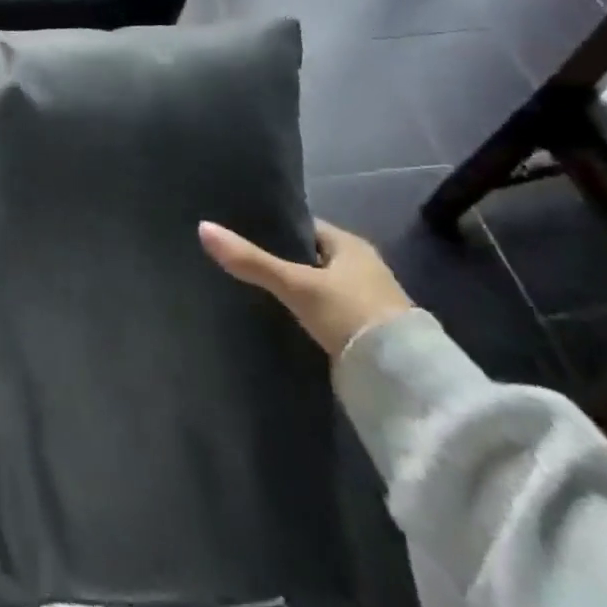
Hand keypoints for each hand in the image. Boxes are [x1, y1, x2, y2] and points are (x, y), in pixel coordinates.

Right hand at [199, 219, 411, 359]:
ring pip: (320, 287)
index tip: (243, 232)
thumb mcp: (296, 285)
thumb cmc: (351, 314)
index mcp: (351, 245)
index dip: (276, 229)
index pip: (305, 227)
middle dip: (283, 261)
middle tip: (243, 262)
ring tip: (256, 291)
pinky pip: (327, 313)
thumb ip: (251, 260)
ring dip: (297, 290)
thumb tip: (202, 227)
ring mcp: (367, 302)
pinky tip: (283, 319)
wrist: (404, 380)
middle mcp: (363, 268)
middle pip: (312, 257)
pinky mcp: (366, 333)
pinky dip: (308, 314)